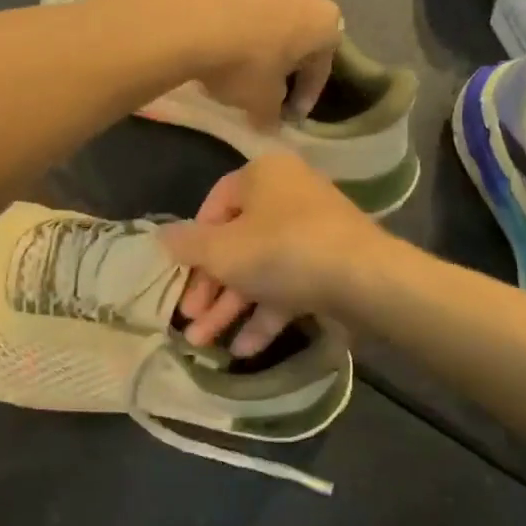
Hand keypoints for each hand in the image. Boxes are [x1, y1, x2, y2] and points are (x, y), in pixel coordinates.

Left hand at [122, 0, 341, 129]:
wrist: (186, 19)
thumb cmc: (243, 63)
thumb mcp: (261, 102)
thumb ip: (272, 113)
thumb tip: (269, 124)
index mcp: (323, 21)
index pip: (320, 67)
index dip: (305, 96)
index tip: (288, 116)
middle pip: (297, 33)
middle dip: (284, 59)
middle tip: (267, 85)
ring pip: (268, 15)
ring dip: (257, 39)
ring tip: (234, 66)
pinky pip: (237, 5)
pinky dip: (230, 24)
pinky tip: (211, 45)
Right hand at [155, 153, 389, 357]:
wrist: (364, 278)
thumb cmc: (282, 251)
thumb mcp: (222, 250)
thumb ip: (187, 244)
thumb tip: (160, 236)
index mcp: (263, 176)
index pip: (215, 203)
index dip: (193, 242)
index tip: (180, 275)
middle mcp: (289, 195)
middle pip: (237, 241)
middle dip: (210, 286)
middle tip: (189, 319)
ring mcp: (313, 231)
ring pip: (261, 268)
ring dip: (232, 306)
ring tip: (204, 344)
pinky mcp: (330, 264)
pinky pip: (289, 285)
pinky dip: (266, 313)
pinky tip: (244, 349)